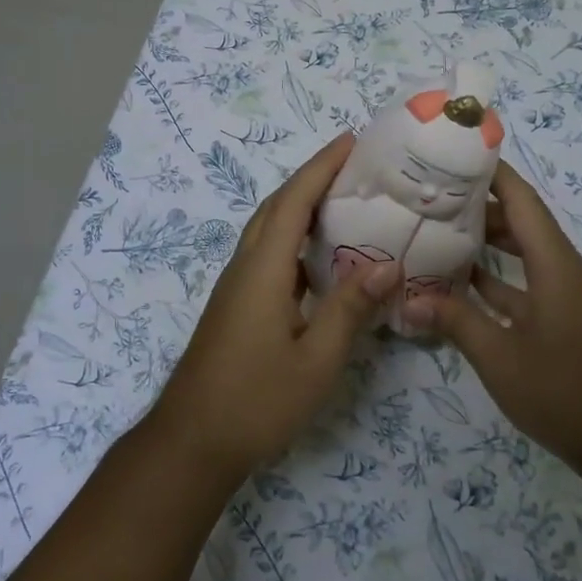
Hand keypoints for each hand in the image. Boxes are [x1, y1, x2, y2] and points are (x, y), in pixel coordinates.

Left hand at [147, 133, 399, 487]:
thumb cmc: (256, 400)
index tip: (350, 140)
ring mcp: (237, 286)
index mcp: (263, 269)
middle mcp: (245, 266)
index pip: (294, 201)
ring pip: (268, 229)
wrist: (193, 440)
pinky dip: (294, 238)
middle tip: (354, 164)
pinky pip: (267, 253)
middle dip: (312, 177)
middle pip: (277, 206)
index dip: (321, 166)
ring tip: (343, 200)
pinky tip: (321, 258)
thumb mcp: (316, 359)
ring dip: (300, 205)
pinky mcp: (237, 304)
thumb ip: (350, 308)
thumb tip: (388, 262)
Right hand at [402, 160, 581, 469]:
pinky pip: (529, 284)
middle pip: (522, 223)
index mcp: (556, 266)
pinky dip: (500, 280)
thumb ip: (455, 323)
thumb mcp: (501, 358)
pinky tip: (465, 285)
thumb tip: (407, 303)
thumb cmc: (566, 392)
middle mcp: (565, 271)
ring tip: (441, 234)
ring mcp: (569, 297)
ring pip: (526, 255)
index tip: (457, 155)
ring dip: (489, 244)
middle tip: (433, 198)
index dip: (493, 174)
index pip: (522, 202)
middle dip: (480, 207)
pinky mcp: (568, 321)